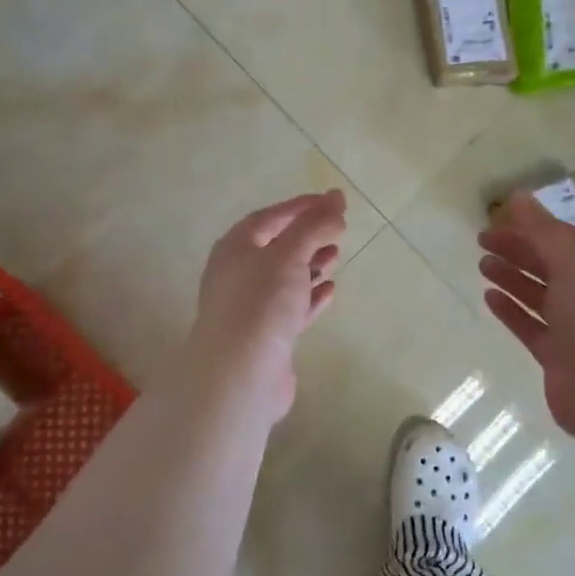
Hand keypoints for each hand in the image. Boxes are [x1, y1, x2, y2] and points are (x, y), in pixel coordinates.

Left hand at [181, 190, 346, 422]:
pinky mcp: (266, 336)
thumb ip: (313, 226)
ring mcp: (251, 307)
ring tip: (336, 257)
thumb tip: (336, 201)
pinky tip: (329, 291)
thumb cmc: (260, 303)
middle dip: (309, 237)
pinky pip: (291, 308)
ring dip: (311, 265)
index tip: (332, 201)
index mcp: (235, 248)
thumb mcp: (289, 254)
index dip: (301, 207)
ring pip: (286, 278)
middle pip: (278, 247)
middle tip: (339, 232)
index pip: (270, 217)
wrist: (240, 374)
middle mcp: (238, 274)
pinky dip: (310, 297)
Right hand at [479, 194, 574, 441]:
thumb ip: (543, 232)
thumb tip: (518, 195)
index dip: (534, 227)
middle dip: (518, 250)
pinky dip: (511, 310)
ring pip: (539, 295)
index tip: (501, 219)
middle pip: (550, 265)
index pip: (566, 240)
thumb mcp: (573, 266)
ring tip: (482, 264)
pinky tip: (489, 297)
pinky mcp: (558, 356)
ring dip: (512, 277)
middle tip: (482, 239)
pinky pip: (531, 326)